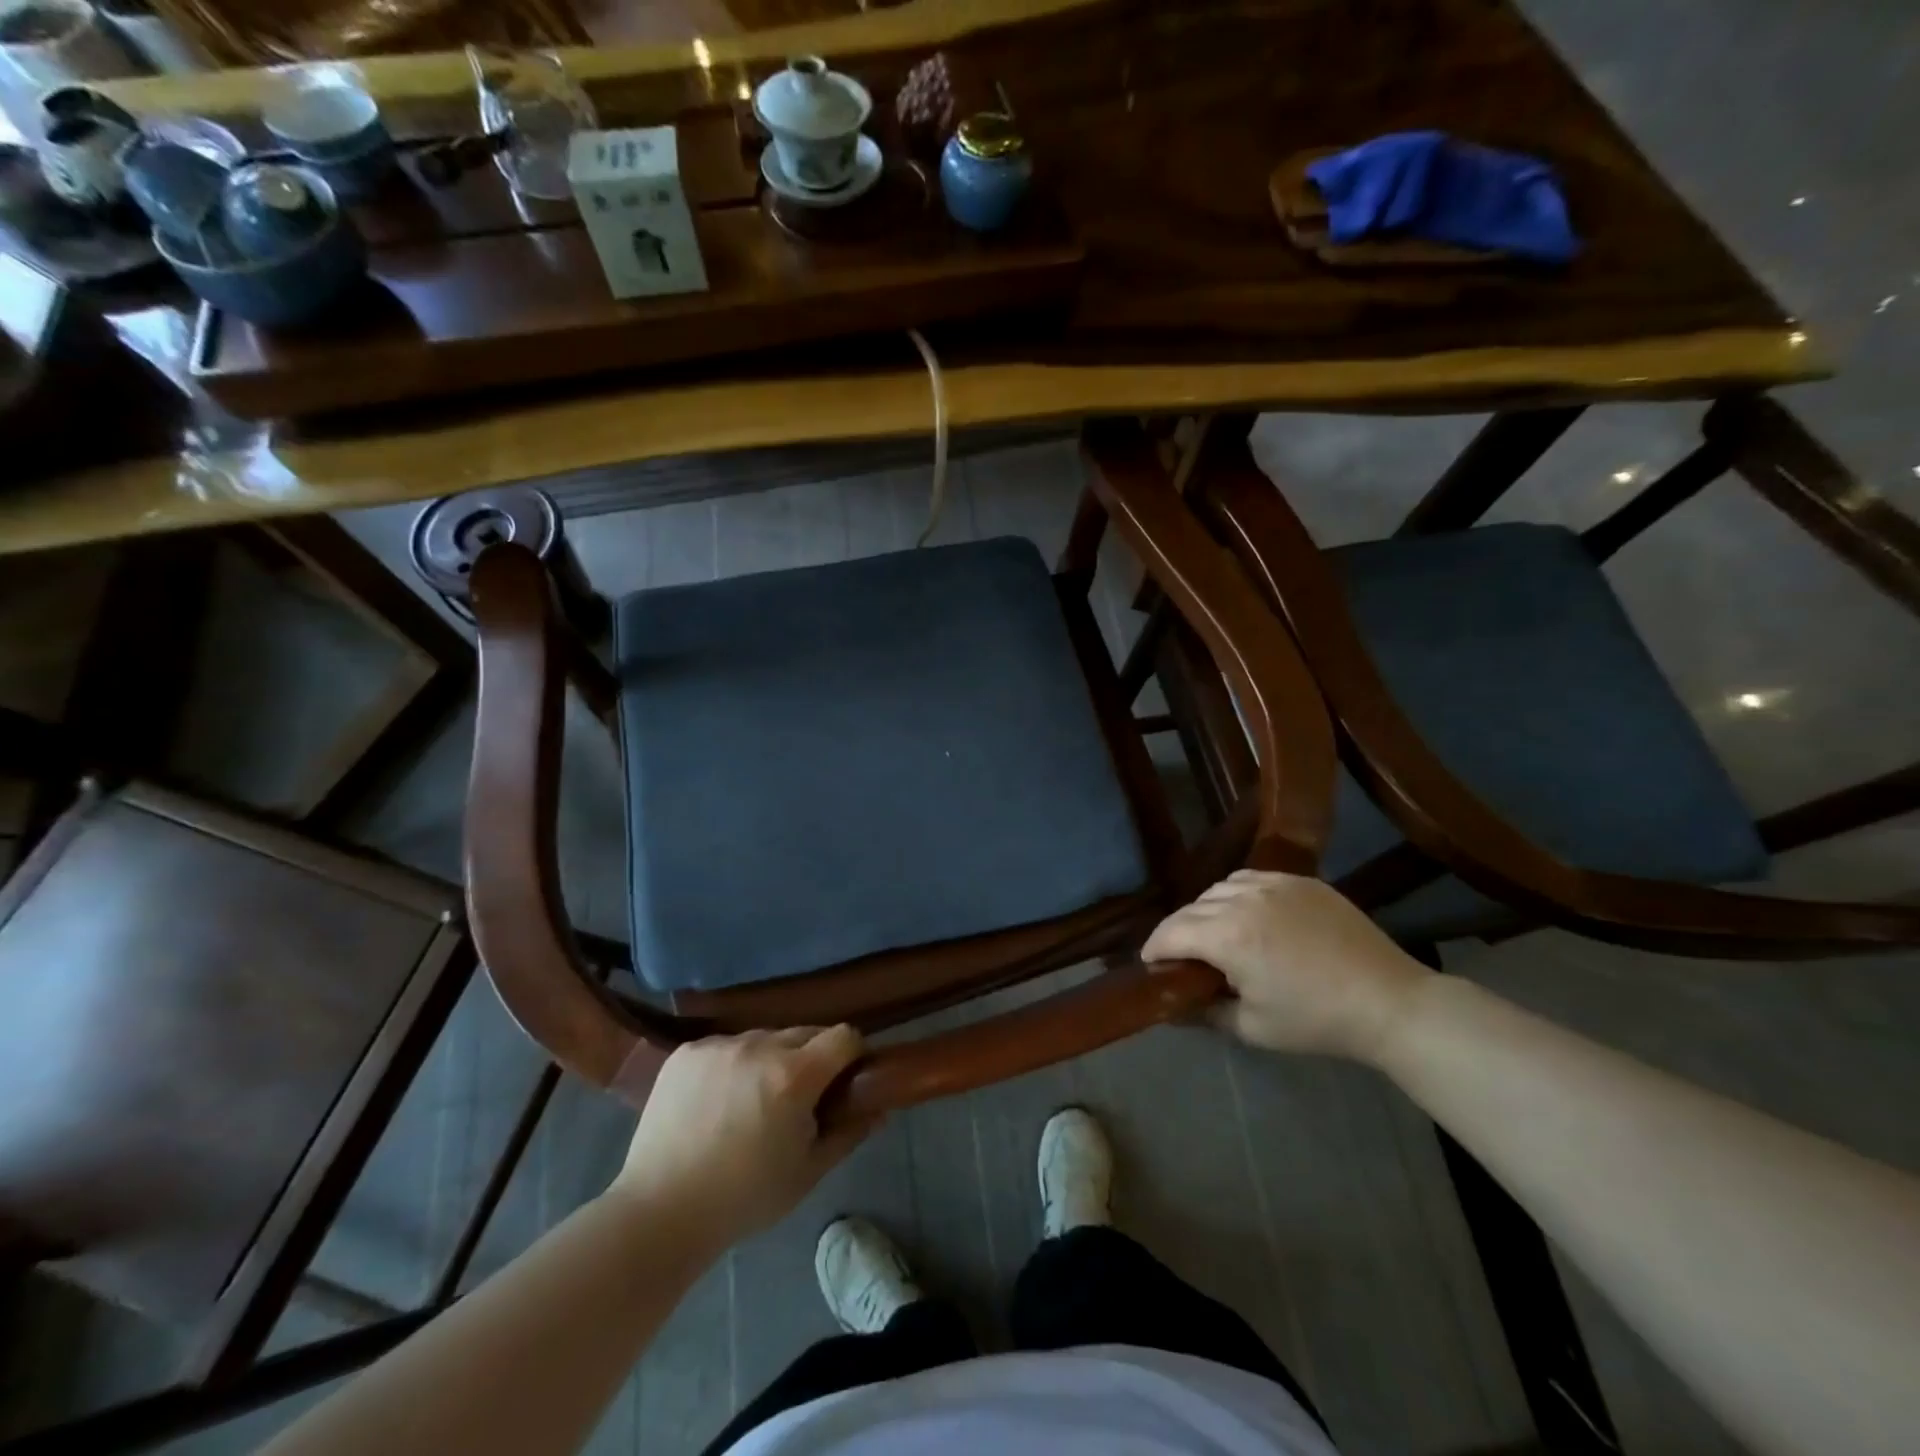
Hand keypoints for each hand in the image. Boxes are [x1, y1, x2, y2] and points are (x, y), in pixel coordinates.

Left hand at [610, 1026, 874, 1244]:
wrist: (658, 1214)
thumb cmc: (743, 1199)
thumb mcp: (807, 1172)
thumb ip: (849, 1133)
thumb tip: (879, 1109)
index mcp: (794, 1075)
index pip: (844, 1036)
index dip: (852, 1056)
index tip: (845, 1081)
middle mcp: (759, 1046)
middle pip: (805, 1033)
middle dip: (811, 1059)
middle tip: (797, 1100)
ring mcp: (719, 1046)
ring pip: (764, 1038)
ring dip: (770, 1060)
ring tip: (751, 1103)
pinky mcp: (687, 1052)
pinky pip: (727, 1046)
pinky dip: (732, 1065)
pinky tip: (717, 1102)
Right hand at [1142, 871, 1427, 1061]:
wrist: (1388, 1001)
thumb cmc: (1316, 1021)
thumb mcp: (1252, 1027)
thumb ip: (1204, 1013)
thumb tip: (1171, 1008)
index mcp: (1228, 937)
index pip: (1171, 933)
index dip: (1153, 949)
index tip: (1149, 964)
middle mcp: (1243, 900)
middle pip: (1190, 909)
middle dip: (1177, 932)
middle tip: (1180, 957)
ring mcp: (1274, 884)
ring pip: (1217, 889)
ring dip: (1204, 911)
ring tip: (1212, 934)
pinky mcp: (1300, 881)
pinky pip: (1250, 879)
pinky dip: (1234, 894)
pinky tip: (1245, 914)